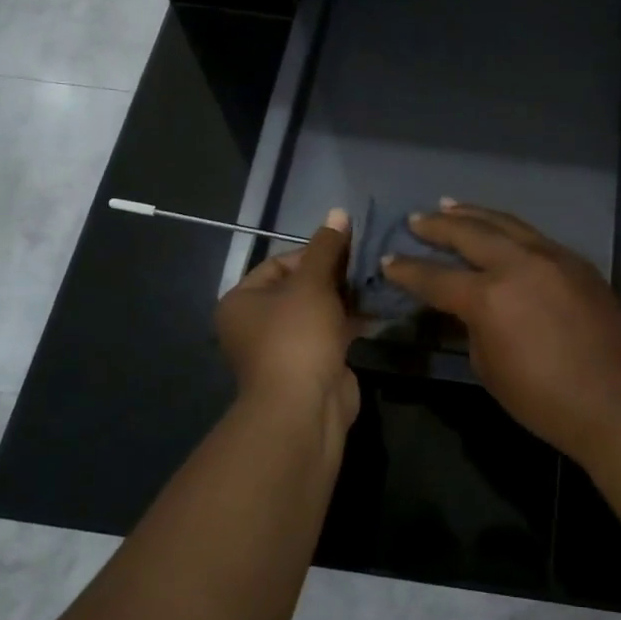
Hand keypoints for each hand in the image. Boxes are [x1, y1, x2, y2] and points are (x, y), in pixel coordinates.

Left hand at [216, 208, 359, 440]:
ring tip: (377, 280)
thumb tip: (338, 211)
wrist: (305, 408)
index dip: (315, 252)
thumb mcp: (312, 284)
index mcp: (242, 301)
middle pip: (300, 286)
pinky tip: (378, 307)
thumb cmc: (297, 337)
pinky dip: (351, 320)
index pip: (280, 262)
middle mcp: (257, 323)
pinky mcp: (312, 364)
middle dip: (334, 274)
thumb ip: (327, 248)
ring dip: (346, 297)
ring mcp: (285, 347)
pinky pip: (331, 333)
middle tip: (367, 262)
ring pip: (319, 310)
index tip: (349, 248)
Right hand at [381, 203, 620, 456]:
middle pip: (469, 233)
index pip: (435, 277)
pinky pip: (535, 237)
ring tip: (450, 206)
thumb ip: (473, 327)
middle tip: (416, 220)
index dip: (407, 271)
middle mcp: (517, 264)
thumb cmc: (542, 398)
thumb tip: (471, 308)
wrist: (613, 399)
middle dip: (436, 226)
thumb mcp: (488, 367)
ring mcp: (552, 257)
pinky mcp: (577, 262)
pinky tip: (501, 230)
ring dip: (474, 214)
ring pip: (505, 223)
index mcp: (488, 297)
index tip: (388, 260)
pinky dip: (510, 230)